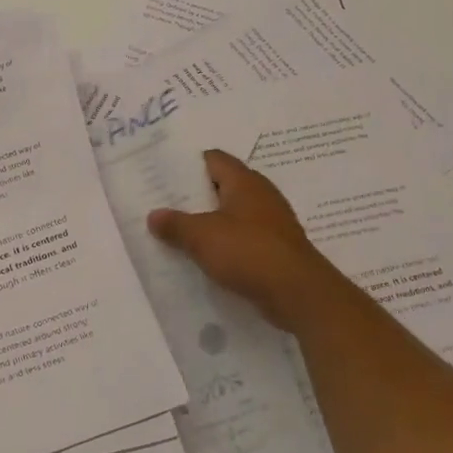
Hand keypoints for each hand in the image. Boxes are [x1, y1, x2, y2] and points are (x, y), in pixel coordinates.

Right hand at [147, 150, 352, 332]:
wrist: (299, 293)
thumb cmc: (249, 252)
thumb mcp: (202, 237)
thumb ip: (176, 225)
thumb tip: (154, 215)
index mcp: (244, 181)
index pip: (213, 159)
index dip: (188, 164)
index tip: (163, 173)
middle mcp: (260, 194)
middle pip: (222, 186)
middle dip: (194, 195)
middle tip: (163, 202)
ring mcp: (270, 222)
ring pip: (232, 214)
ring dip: (209, 221)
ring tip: (178, 230)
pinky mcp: (275, 248)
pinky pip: (243, 238)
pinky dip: (225, 243)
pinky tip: (206, 256)